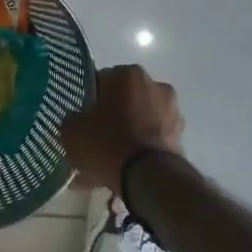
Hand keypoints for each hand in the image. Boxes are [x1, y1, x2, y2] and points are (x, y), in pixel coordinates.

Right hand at [60, 64, 184, 191]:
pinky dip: (137, 151)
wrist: (147, 177)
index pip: (100, 81)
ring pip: (138, 121)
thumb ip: (73, 118)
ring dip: (125, 135)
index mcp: (128, 74)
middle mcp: (154, 85)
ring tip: (107, 161)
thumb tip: (78, 120)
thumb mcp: (71, 129)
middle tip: (93, 138)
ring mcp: (171, 112)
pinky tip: (121, 171)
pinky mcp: (180, 137)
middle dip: (110, 117)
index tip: (80, 118)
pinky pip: (149, 141)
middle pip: (123, 100)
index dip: (88, 101)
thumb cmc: (106, 143)